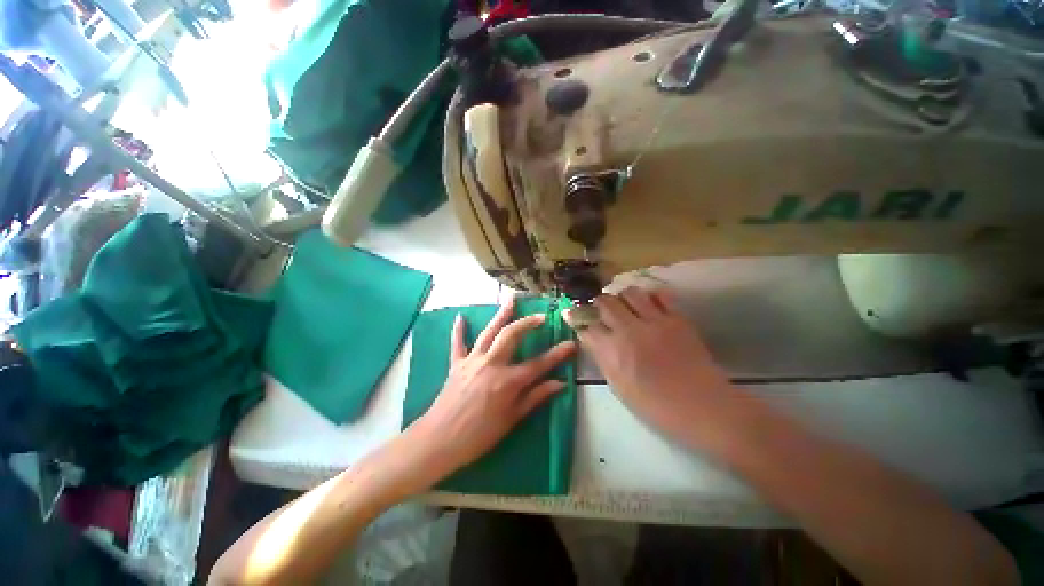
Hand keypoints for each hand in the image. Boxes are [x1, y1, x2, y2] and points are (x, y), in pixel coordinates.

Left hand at [407, 297, 576, 479]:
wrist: (440, 440)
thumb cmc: (480, 435)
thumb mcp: (512, 419)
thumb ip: (536, 397)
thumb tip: (560, 384)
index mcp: (508, 381)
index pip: (539, 363)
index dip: (558, 354)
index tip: (572, 344)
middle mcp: (492, 364)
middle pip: (512, 335)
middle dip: (528, 323)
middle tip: (540, 316)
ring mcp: (472, 361)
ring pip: (489, 332)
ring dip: (501, 315)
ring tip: (510, 300)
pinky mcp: (456, 364)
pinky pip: (458, 343)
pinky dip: (459, 330)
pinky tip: (460, 317)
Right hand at [572, 287, 739, 445]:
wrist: (703, 407)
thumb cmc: (656, 406)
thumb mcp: (619, 387)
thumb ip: (603, 359)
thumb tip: (592, 340)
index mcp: (613, 351)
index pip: (587, 327)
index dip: (578, 321)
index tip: (575, 318)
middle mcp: (629, 330)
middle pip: (605, 303)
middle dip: (597, 304)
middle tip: (599, 309)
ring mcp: (655, 322)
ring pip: (629, 293)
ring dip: (621, 297)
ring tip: (623, 305)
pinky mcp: (677, 319)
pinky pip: (660, 296)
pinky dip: (649, 297)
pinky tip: (647, 305)